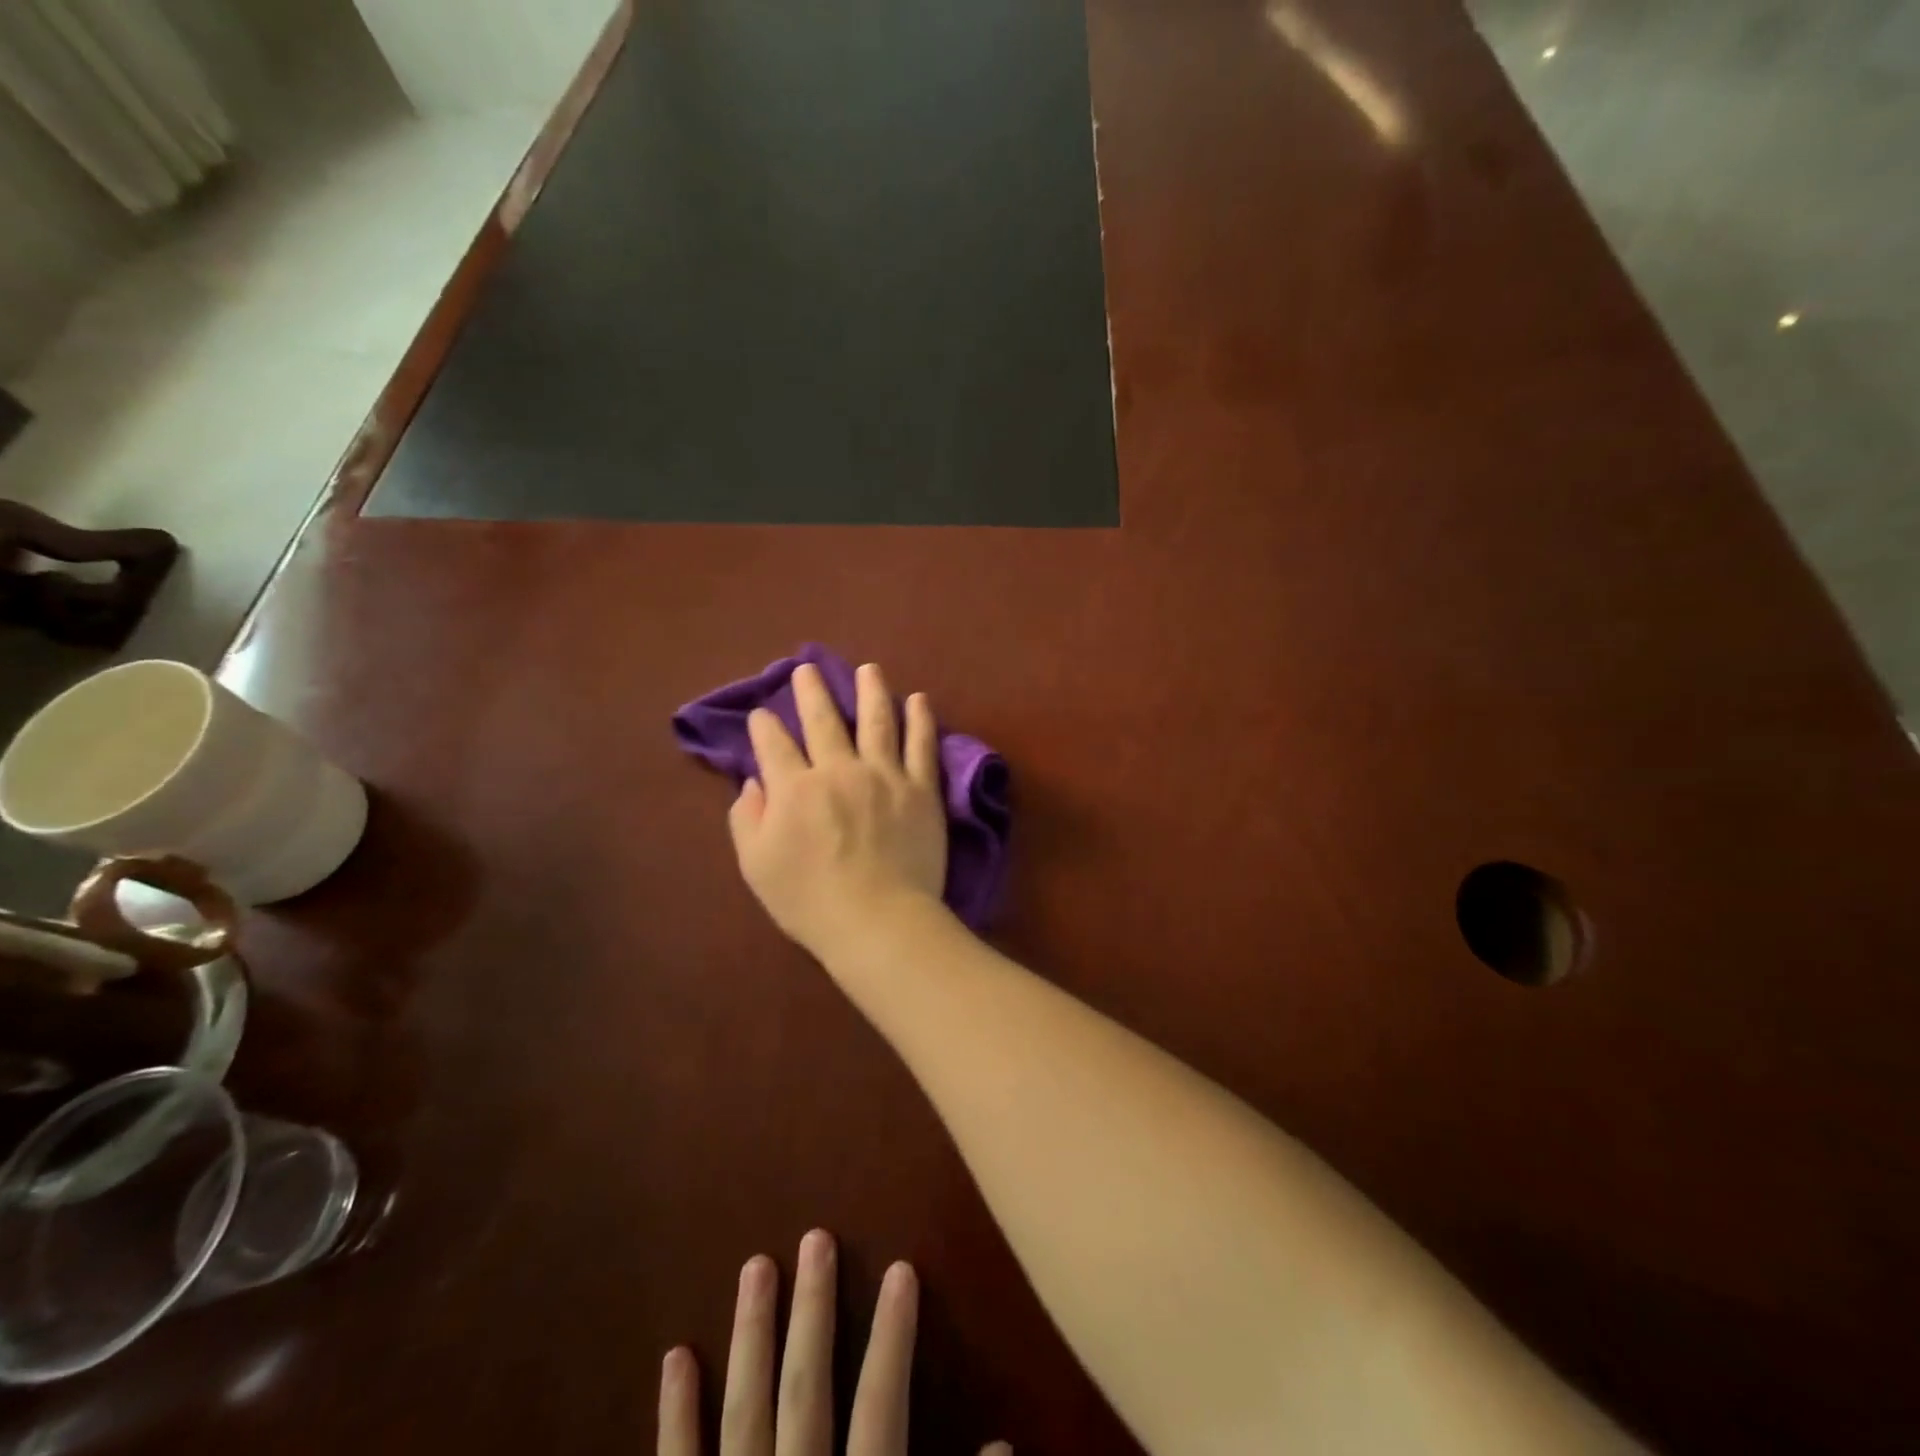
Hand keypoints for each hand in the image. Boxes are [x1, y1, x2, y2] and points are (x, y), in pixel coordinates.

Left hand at [658, 1229, 1008, 1455]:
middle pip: (805, 1388)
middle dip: (812, 1310)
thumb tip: (1000, 1447)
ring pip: (743, 1410)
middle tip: (813, 1238)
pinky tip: (676, 1358)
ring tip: (754, 1266)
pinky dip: (676, 1416)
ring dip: (750, 1336)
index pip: (881, 1405)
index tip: (903, 1267)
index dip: (894, 1335)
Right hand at [728, 662, 946, 960]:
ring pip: (877, 720)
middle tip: (807, 669)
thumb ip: (747, 819)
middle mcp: (838, 770)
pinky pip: (921, 745)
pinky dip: (920, 719)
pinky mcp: (920, 788)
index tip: (761, 715)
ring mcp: (884, 775)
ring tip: (869, 669)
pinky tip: (919, 700)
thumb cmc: (810, 900)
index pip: (774, 745)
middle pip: (823, 720)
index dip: (764, 727)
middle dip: (811, 691)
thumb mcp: (757, 865)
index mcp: (794, 788)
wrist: (877, 920)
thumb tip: (752, 783)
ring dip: (871, 690)